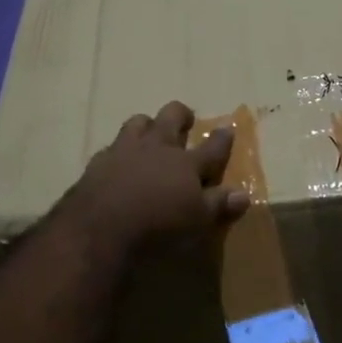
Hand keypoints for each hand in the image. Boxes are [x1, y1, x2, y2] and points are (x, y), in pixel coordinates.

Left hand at [65, 101, 249, 254]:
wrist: (99, 228)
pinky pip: (111, 147)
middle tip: (186, 118)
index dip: (223, 138)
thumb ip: (218, 204)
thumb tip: (243, 194)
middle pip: (171, 118)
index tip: (228, 127)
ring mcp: (125, 151)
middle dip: (181, 114)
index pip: (212, 146)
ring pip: (138, 122)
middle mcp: (157, 148)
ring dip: (147, 124)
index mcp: (186, 163)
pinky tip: (117, 160)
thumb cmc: (158, 226)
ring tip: (149, 130)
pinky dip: (118, 151)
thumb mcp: (196, 220)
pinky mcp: (98, 162)